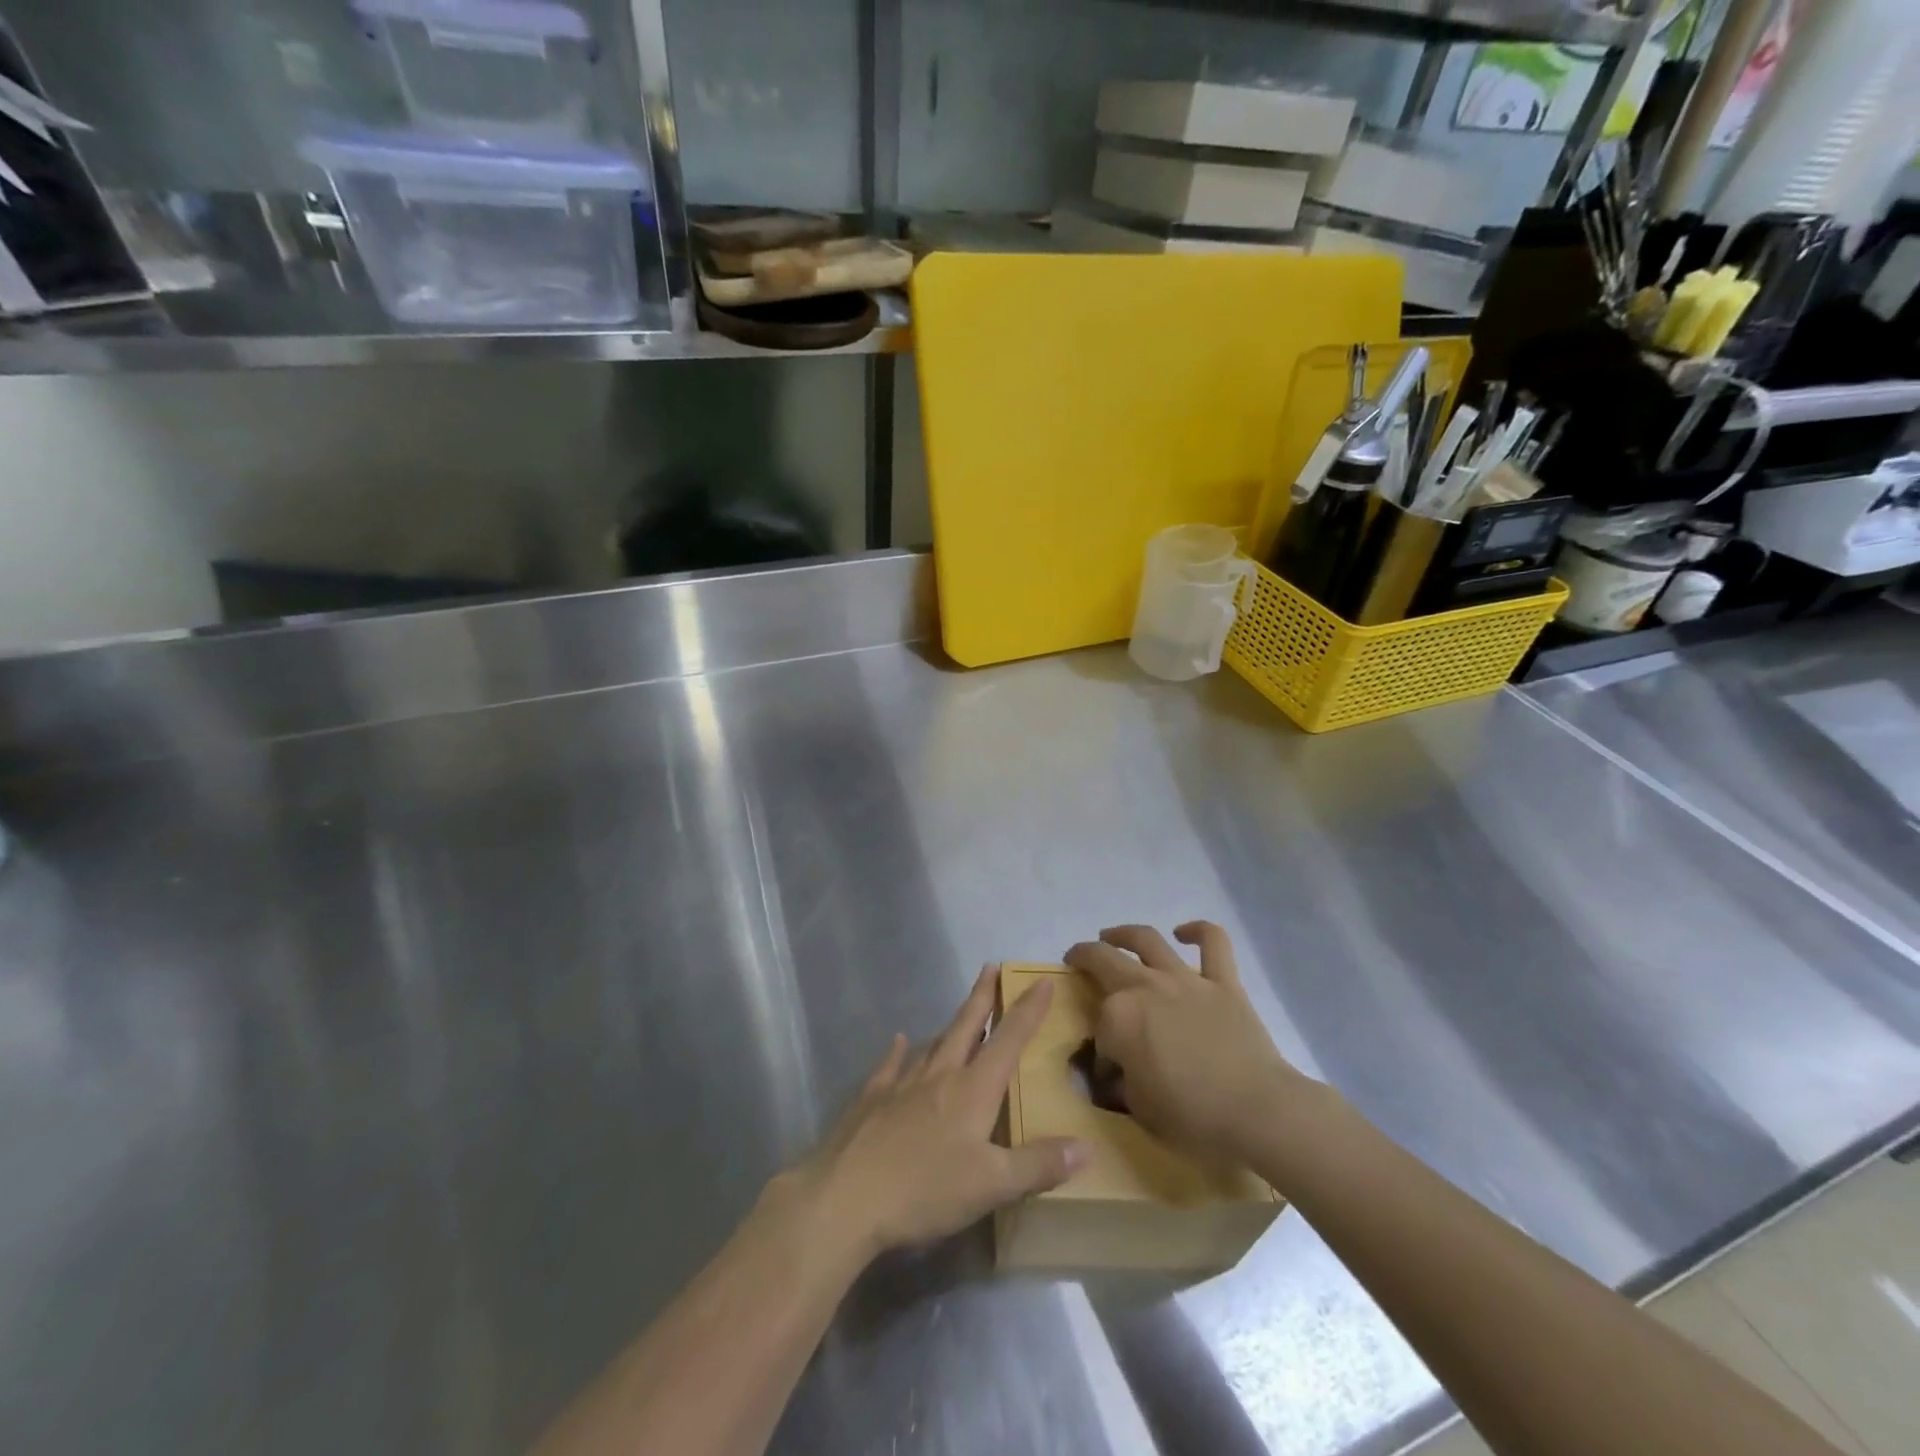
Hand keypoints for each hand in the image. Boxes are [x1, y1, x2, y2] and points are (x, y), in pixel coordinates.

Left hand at [780, 967, 1088, 1260]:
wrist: (845, 1198)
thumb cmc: (925, 1190)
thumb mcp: (991, 1186)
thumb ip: (1039, 1165)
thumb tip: (1087, 1147)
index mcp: (972, 1089)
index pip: (1008, 1040)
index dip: (1028, 1010)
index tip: (1042, 980)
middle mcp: (939, 1075)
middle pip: (966, 1027)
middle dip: (982, 997)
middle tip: (991, 967)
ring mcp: (900, 1084)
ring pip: (932, 1044)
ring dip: (949, 1026)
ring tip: (959, 1014)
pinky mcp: (870, 1100)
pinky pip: (889, 1066)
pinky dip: (897, 1051)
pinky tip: (898, 1041)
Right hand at [1065, 922, 1310, 1165]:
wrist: (1257, 1111)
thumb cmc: (1193, 1117)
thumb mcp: (1139, 1108)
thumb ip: (1122, 1080)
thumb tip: (1119, 1071)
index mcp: (1119, 1017)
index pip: (1099, 1027)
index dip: (1100, 1049)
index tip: (1108, 1070)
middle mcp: (1146, 987)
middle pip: (1105, 960)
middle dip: (1084, 957)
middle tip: (1077, 959)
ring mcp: (1186, 980)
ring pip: (1147, 939)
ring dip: (1124, 933)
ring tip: (1112, 935)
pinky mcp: (1223, 982)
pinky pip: (1213, 942)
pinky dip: (1198, 931)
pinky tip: (1185, 932)